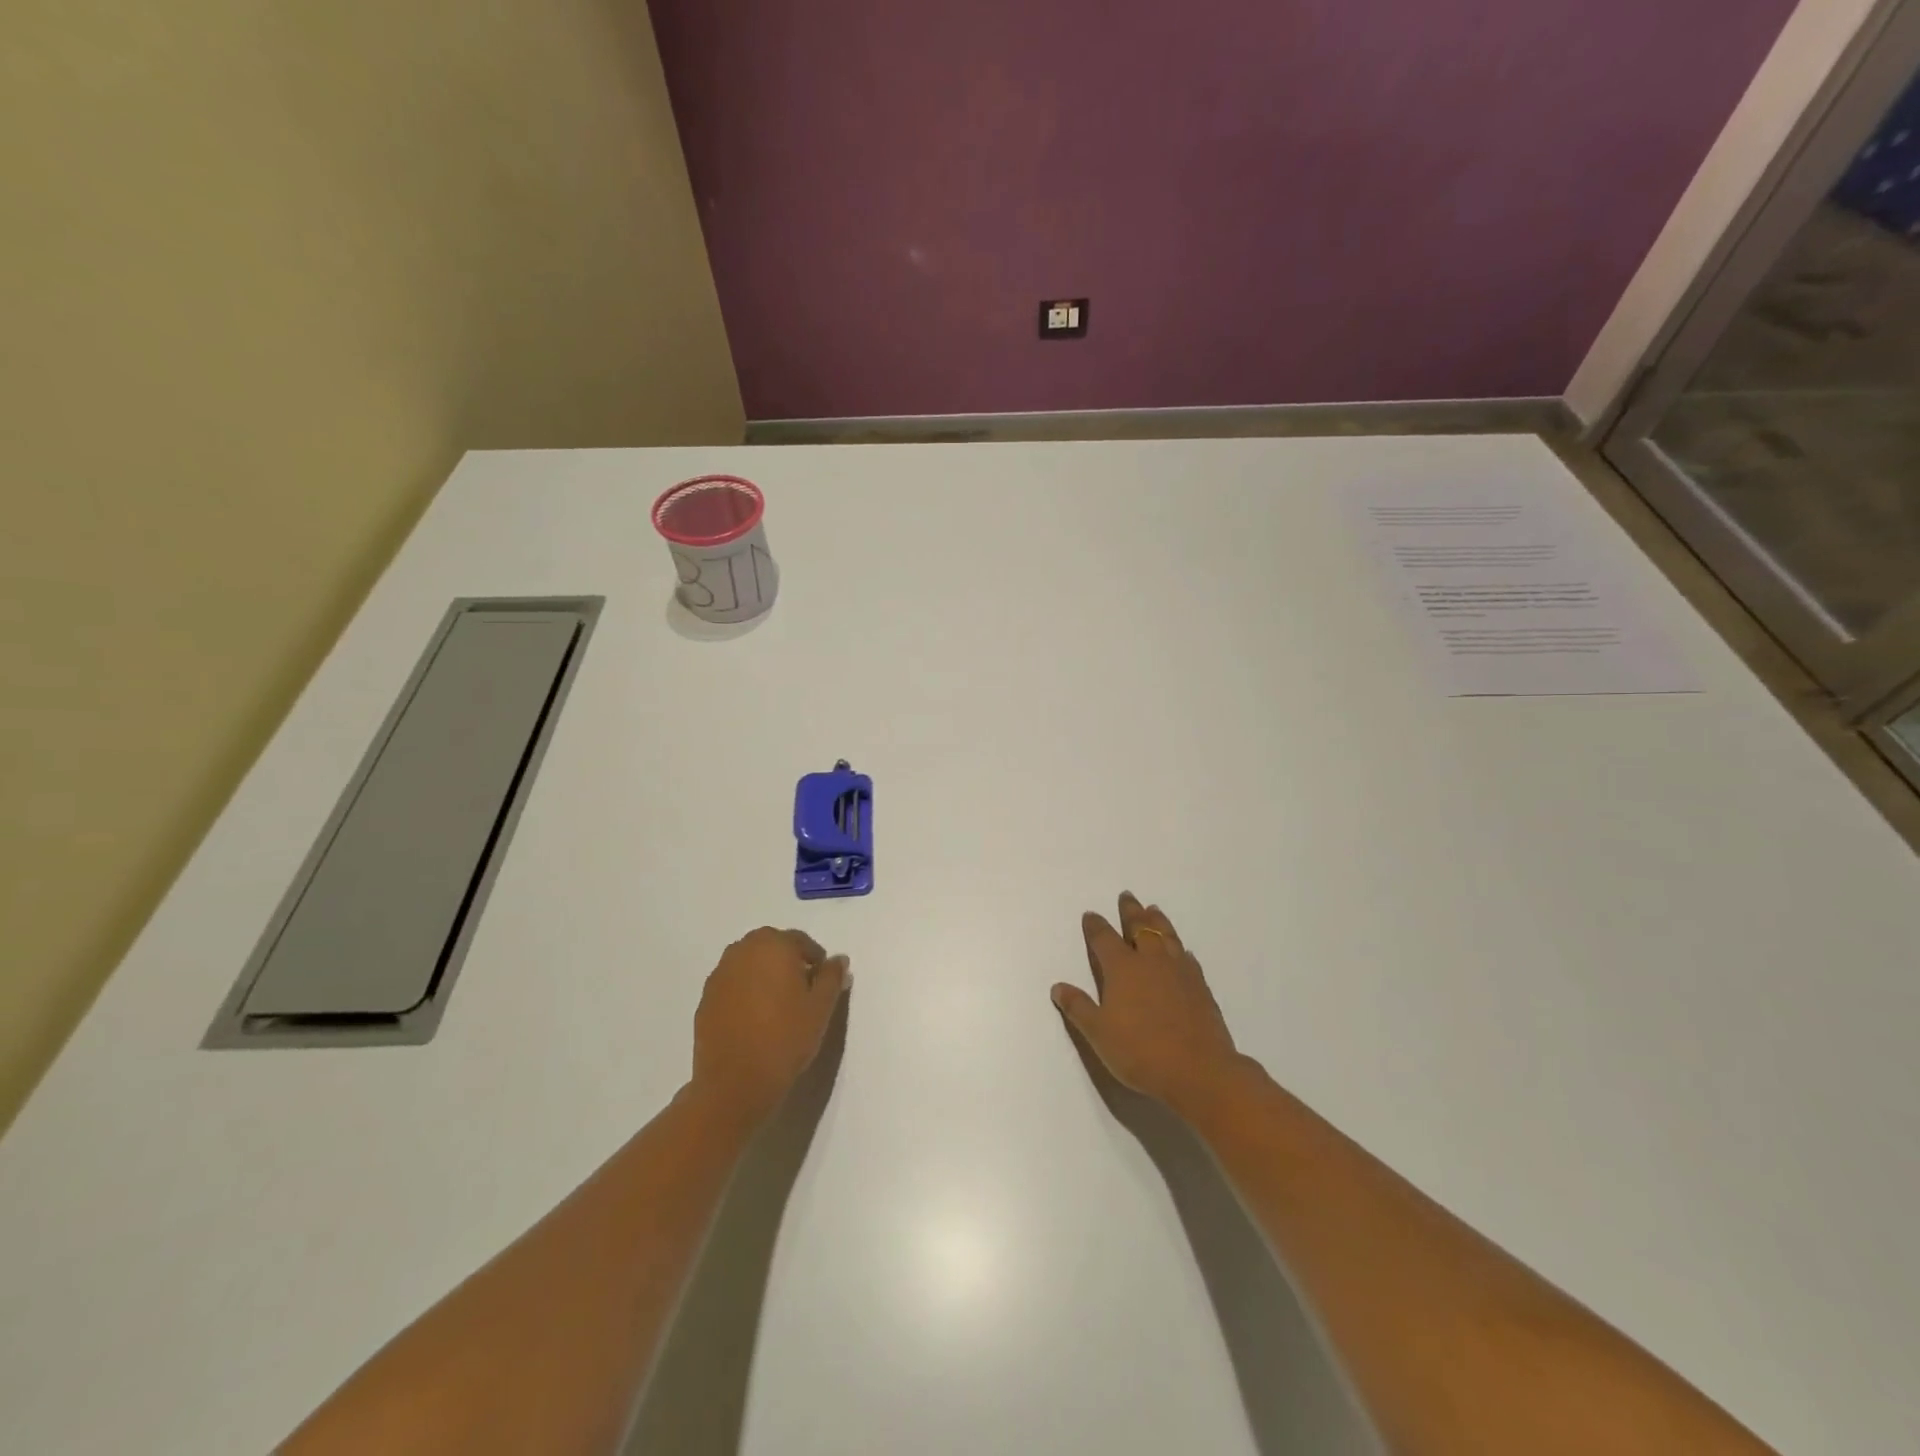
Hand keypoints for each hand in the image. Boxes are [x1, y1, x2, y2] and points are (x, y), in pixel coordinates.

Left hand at [691, 927, 849, 1128]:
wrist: (735, 1083)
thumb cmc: (785, 1038)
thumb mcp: (821, 1007)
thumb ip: (831, 977)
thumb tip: (838, 959)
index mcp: (773, 945)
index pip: (799, 940)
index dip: (815, 959)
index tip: (822, 982)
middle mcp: (742, 950)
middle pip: (770, 946)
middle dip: (787, 962)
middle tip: (801, 991)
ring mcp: (719, 974)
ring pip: (748, 964)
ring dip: (763, 975)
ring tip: (777, 1005)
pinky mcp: (705, 999)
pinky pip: (732, 985)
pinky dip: (744, 992)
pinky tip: (753, 1019)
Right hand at [1052, 892, 1249, 1117]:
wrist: (1198, 1071)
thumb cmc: (1140, 1052)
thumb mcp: (1098, 1033)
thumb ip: (1078, 1007)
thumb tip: (1058, 986)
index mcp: (1122, 968)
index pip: (1104, 939)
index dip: (1095, 926)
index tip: (1090, 915)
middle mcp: (1151, 961)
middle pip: (1139, 927)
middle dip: (1130, 911)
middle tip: (1127, 896)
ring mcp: (1179, 971)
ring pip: (1166, 936)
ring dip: (1157, 921)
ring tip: (1153, 909)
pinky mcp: (1200, 986)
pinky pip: (1187, 957)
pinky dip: (1179, 948)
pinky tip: (1181, 951)